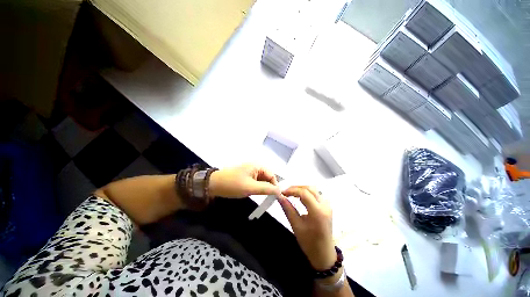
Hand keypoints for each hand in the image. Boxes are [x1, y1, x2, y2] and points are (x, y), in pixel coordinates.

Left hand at [209, 164, 280, 197]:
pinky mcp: (247, 176)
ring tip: (261, 196)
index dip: (275, 186)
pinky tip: (255, 193)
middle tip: (268, 199)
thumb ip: (266, 189)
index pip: (272, 176)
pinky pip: (256, 182)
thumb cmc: (232, 184)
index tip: (275, 198)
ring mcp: (251, 171)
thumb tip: (280, 191)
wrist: (213, 184)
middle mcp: (256, 166)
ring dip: (263, 188)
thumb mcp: (250, 187)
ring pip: (262, 180)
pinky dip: (257, 188)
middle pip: (268, 177)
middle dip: (269, 187)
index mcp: (258, 166)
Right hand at [279, 186, 335, 270]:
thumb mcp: (296, 226)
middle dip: (296, 188)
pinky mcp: (327, 206)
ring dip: (302, 189)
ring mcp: (327, 205)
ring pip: (313, 190)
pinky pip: (316, 194)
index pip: (304, 193)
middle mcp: (325, 205)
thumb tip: (279, 197)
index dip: (292, 190)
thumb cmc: (309, 242)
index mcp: (318, 211)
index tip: (282, 193)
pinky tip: (300, 197)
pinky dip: (306, 193)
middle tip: (286, 192)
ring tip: (291, 193)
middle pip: (310, 188)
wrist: (324, 254)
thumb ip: (287, 209)